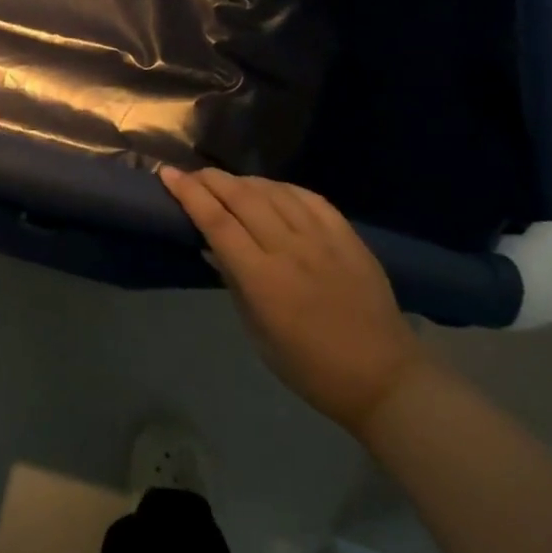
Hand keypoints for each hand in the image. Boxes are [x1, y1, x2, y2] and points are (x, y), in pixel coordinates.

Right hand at [160, 168, 422, 433]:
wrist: (383, 378)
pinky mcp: (347, 236)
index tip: (168, 174)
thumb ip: (234, 283)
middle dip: (210, 179)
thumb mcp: (258, 334)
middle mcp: (290, 249)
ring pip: (274, 191)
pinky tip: (270, 188)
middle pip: (242, 197)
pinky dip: (282, 187)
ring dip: (243, 180)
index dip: (189, 194)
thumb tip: (210, 247)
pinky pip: (309, 197)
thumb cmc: (309, 367)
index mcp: (263, 279)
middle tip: (191, 175)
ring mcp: (322, 239)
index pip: (217, 222)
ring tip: (226, 181)